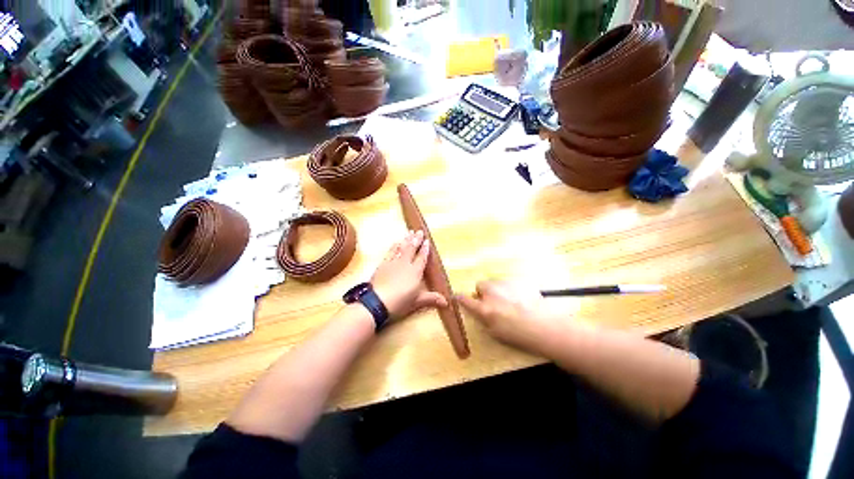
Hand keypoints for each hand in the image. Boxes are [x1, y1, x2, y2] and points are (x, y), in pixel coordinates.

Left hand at [371, 230, 447, 318]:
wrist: (377, 302)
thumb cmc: (400, 302)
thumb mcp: (417, 302)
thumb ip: (431, 299)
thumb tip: (446, 302)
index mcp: (415, 271)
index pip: (422, 258)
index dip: (425, 249)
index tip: (427, 241)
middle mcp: (405, 264)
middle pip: (412, 249)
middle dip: (416, 239)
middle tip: (419, 231)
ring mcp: (393, 263)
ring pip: (401, 248)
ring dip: (406, 240)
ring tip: (409, 232)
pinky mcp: (383, 265)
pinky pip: (390, 252)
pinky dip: (394, 246)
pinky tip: (396, 243)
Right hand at [456, 280, 564, 354]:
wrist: (546, 327)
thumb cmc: (519, 336)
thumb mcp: (495, 333)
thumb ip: (483, 319)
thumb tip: (479, 310)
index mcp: (484, 309)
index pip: (464, 299)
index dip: (459, 297)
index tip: (457, 296)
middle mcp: (492, 293)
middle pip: (480, 285)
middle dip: (484, 292)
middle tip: (493, 303)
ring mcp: (505, 284)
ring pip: (495, 283)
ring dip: (498, 290)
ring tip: (511, 302)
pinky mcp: (518, 281)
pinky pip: (509, 283)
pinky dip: (511, 289)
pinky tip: (522, 299)